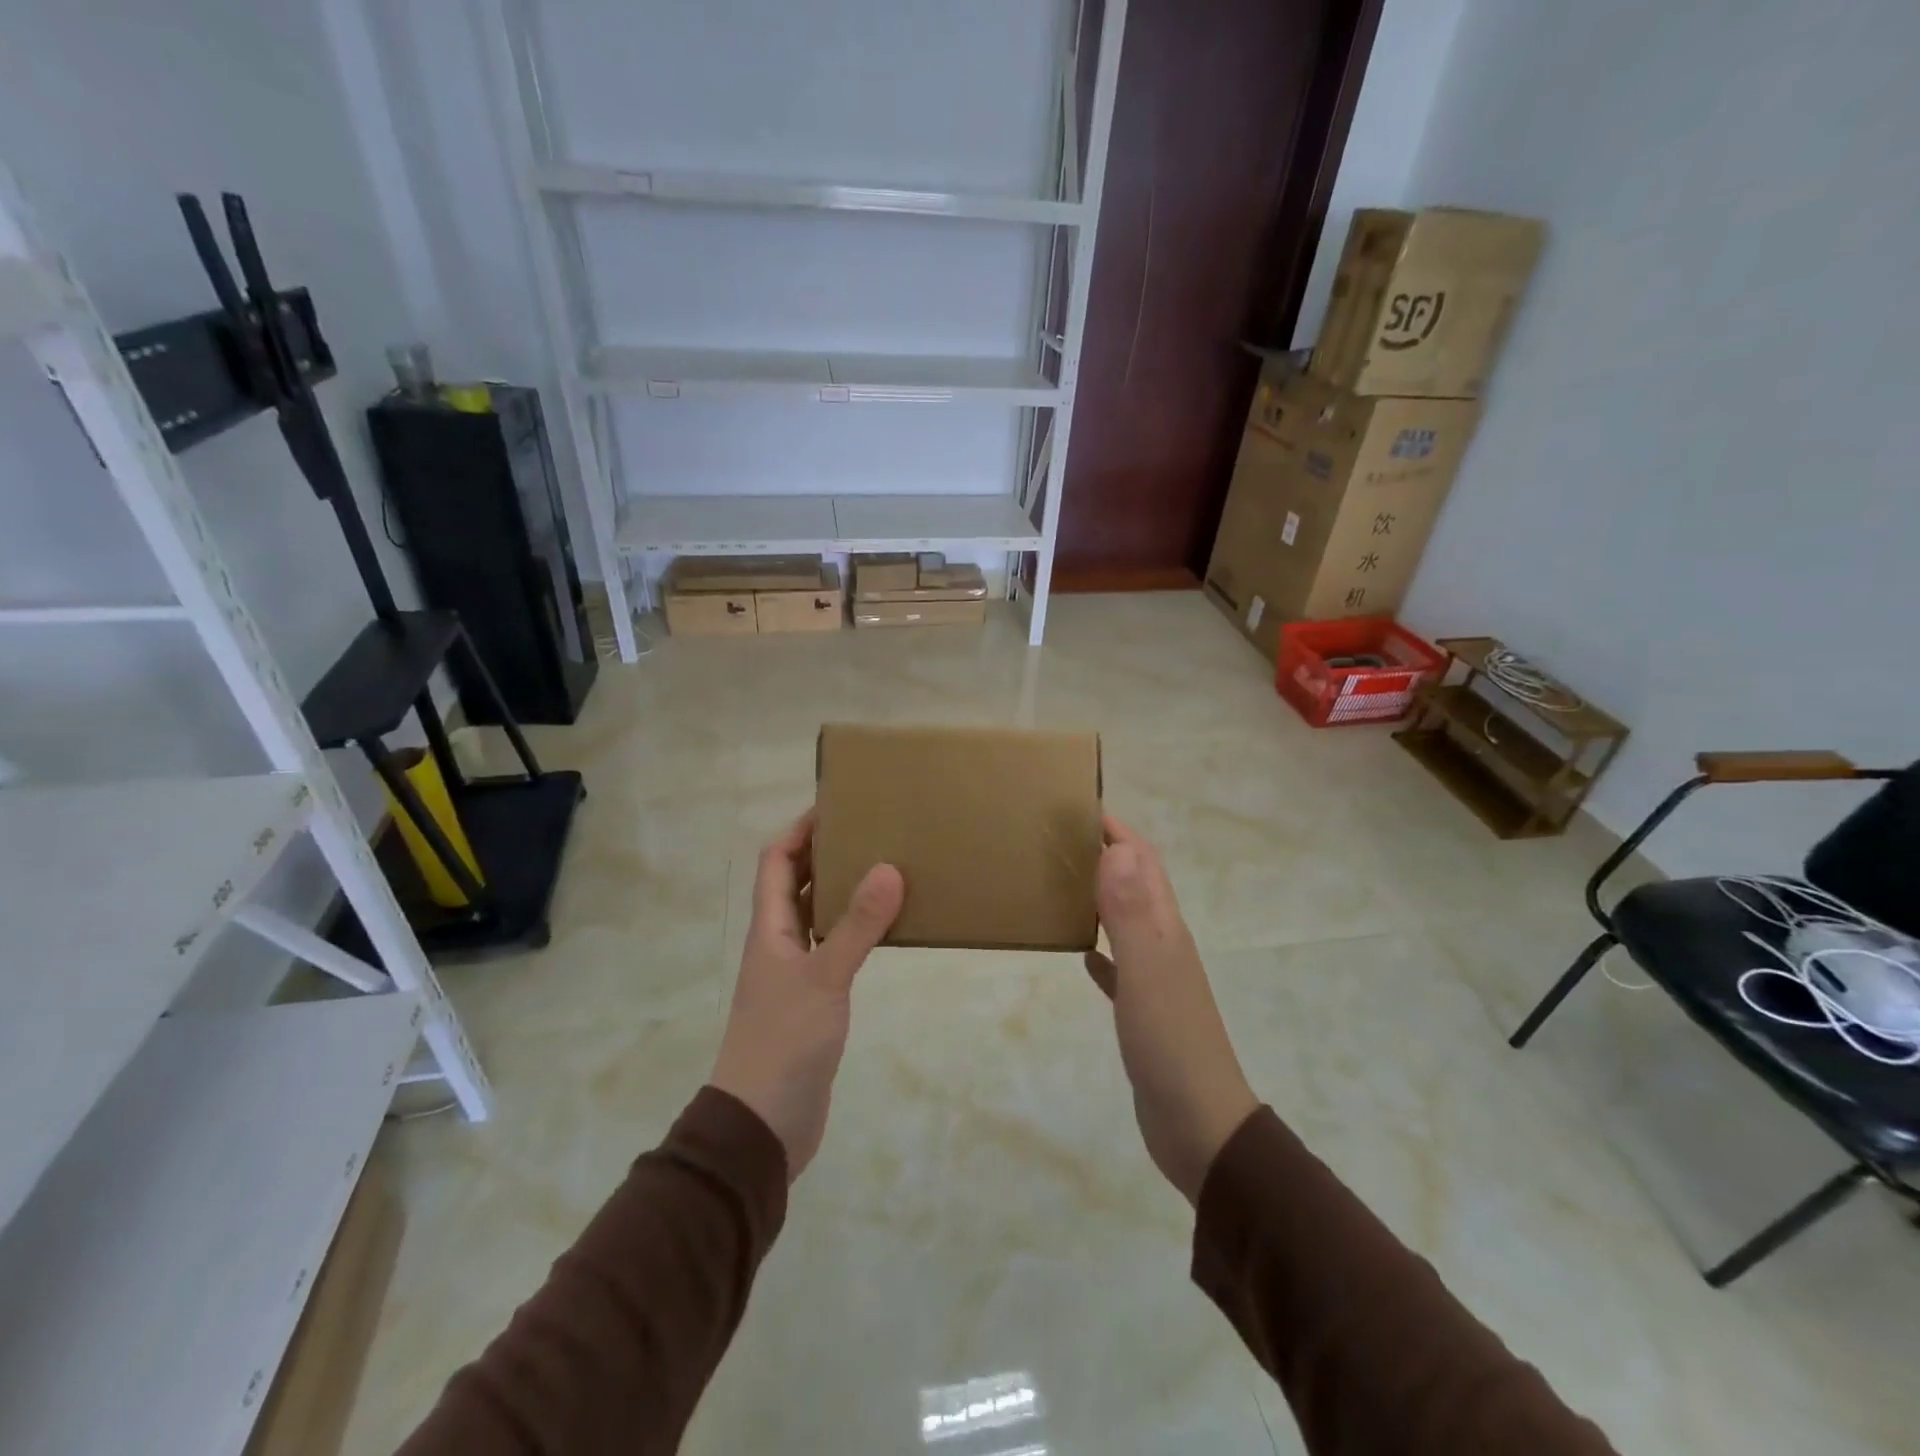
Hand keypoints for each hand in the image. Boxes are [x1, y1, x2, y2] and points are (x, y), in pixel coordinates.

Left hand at [710, 812, 904, 1180]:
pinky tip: (885, 929)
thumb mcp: (824, 978)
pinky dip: (855, 930)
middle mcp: (778, 943)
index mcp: (769, 930)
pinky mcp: (814, 1001)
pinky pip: (834, 948)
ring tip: (886, 868)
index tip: (837, 806)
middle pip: (796, 883)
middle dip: (826, 853)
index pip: (775, 861)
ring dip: (843, 890)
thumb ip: (857, 925)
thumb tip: (888, 867)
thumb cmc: (784, 1043)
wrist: (763, 1126)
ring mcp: (795, 973)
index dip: (800, 829)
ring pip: (818, 916)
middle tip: (872, 831)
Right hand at [1084, 816, 1259, 1204]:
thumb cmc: (1170, 1043)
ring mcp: (1155, 977)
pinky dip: (1099, 949)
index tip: (1076, 804)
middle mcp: (1163, 943)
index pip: (1143, 860)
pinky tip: (1080, 951)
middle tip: (1055, 838)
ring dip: (1099, 894)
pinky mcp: (1143, 1010)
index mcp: (1165, 927)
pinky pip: (1118, 965)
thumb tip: (1117, 847)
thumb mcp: (1148, 971)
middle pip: (1135, 882)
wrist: (1200, 1127)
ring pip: (1125, 918)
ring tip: (1058, 881)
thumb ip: (1131, 912)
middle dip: (1104, 852)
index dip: (1116, 829)